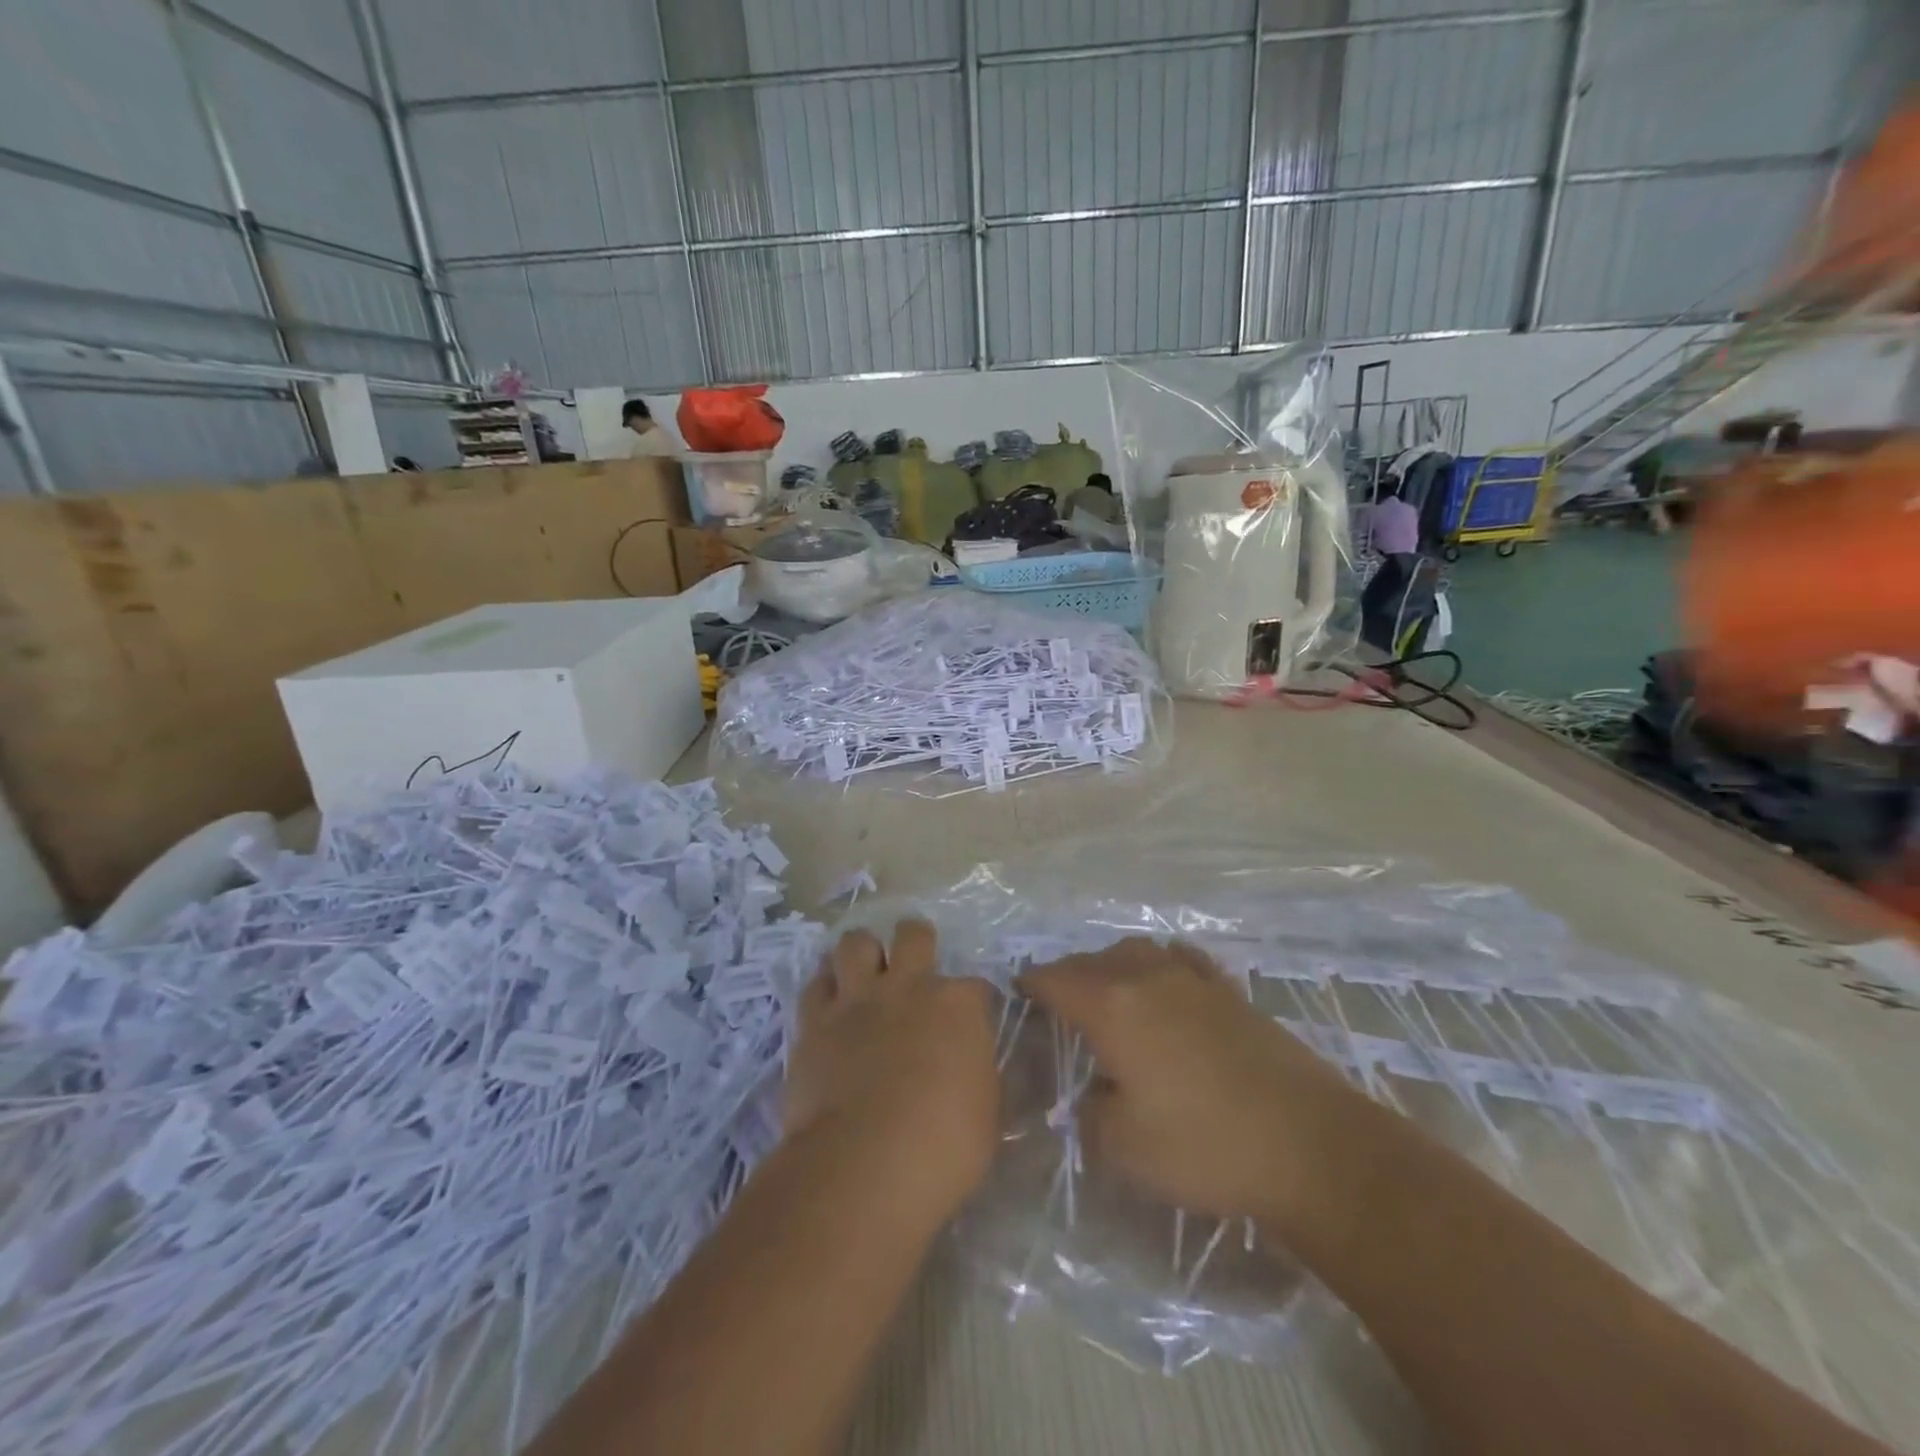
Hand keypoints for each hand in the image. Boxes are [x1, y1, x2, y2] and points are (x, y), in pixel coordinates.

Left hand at [783, 920, 998, 1225]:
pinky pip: (816, 985)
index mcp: (959, 1006)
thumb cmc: (943, 1148)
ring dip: (862, 954)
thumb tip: (971, 1066)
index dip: (975, 1003)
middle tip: (913, 970)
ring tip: (864, 975)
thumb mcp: (986, 1113)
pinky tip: (829, 1006)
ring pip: (856, 942)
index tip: (971, 1024)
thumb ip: (978, 1073)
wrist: (865, 1165)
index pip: (977, 987)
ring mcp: (858, 999)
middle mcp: (909, 987)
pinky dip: (824, 990)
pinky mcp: (815, 1021)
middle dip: (916, 943)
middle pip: (914, 935)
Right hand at [1020, 938, 1358, 1222]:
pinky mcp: (1230, 992)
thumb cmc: (1205, 1146)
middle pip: (1091, 961)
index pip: (1055, 980)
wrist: (1310, 1145)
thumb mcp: (1124, 1148)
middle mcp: (1146, 978)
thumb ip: (1090, 1115)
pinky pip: (1182, 959)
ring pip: (1136, 952)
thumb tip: (1092, 1096)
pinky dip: (1161, 963)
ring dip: (1111, 965)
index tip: (1018, 994)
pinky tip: (1167, 978)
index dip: (1031, 985)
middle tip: (1056, 1002)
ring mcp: (1192, 979)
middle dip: (1067, 975)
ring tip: (1107, 989)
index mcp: (1112, 1007)